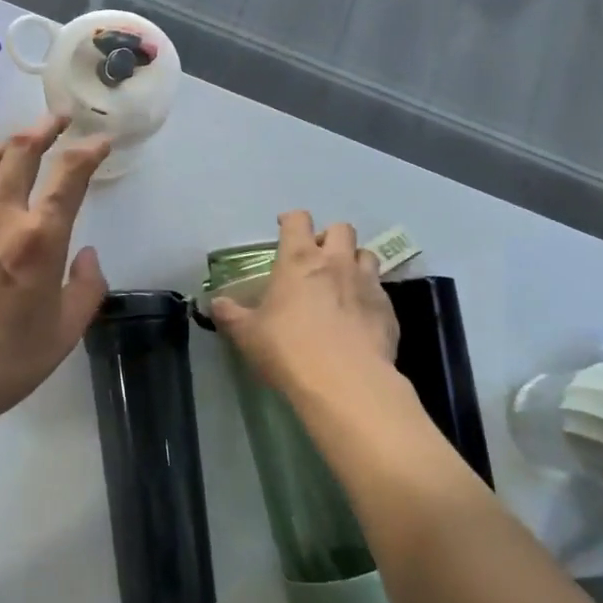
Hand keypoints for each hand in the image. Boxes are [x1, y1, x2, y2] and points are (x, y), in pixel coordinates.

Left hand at [0, 116, 110, 427]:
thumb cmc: (5, 361)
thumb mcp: (65, 333)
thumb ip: (87, 287)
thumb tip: (87, 255)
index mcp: (38, 238)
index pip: (69, 175)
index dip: (88, 151)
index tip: (100, 141)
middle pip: (21, 151)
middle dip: (45, 128)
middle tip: (59, 120)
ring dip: (4, 144)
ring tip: (16, 144)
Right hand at [211, 212, 401, 405]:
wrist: (345, 381)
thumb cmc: (287, 349)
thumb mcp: (247, 334)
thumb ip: (230, 314)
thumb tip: (215, 304)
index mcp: (298, 260)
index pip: (298, 220)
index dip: (291, 221)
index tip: (284, 229)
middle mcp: (335, 262)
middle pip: (341, 229)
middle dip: (329, 237)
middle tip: (317, 258)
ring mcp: (366, 283)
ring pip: (366, 254)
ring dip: (354, 262)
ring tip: (343, 282)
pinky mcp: (387, 309)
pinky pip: (380, 290)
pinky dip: (369, 296)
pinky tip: (359, 317)